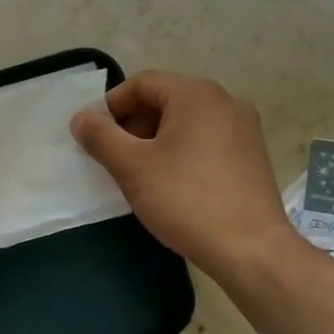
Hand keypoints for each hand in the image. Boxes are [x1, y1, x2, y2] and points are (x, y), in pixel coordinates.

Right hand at [71, 71, 297, 275]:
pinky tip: (171, 184)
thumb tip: (81, 118)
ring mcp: (244, 129)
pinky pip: (205, 140)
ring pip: (185, 122)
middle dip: (133, 125)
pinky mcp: (252, 155)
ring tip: (139, 174)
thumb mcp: (132, 167)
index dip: (111, 106)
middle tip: (114, 158)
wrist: (250, 249)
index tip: (94, 137)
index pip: (142, 83)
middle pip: (165, 100)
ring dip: (155, 140)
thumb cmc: (186, 200)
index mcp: (197, 95)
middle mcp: (225, 101)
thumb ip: (100, 137)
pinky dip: (181, 152)